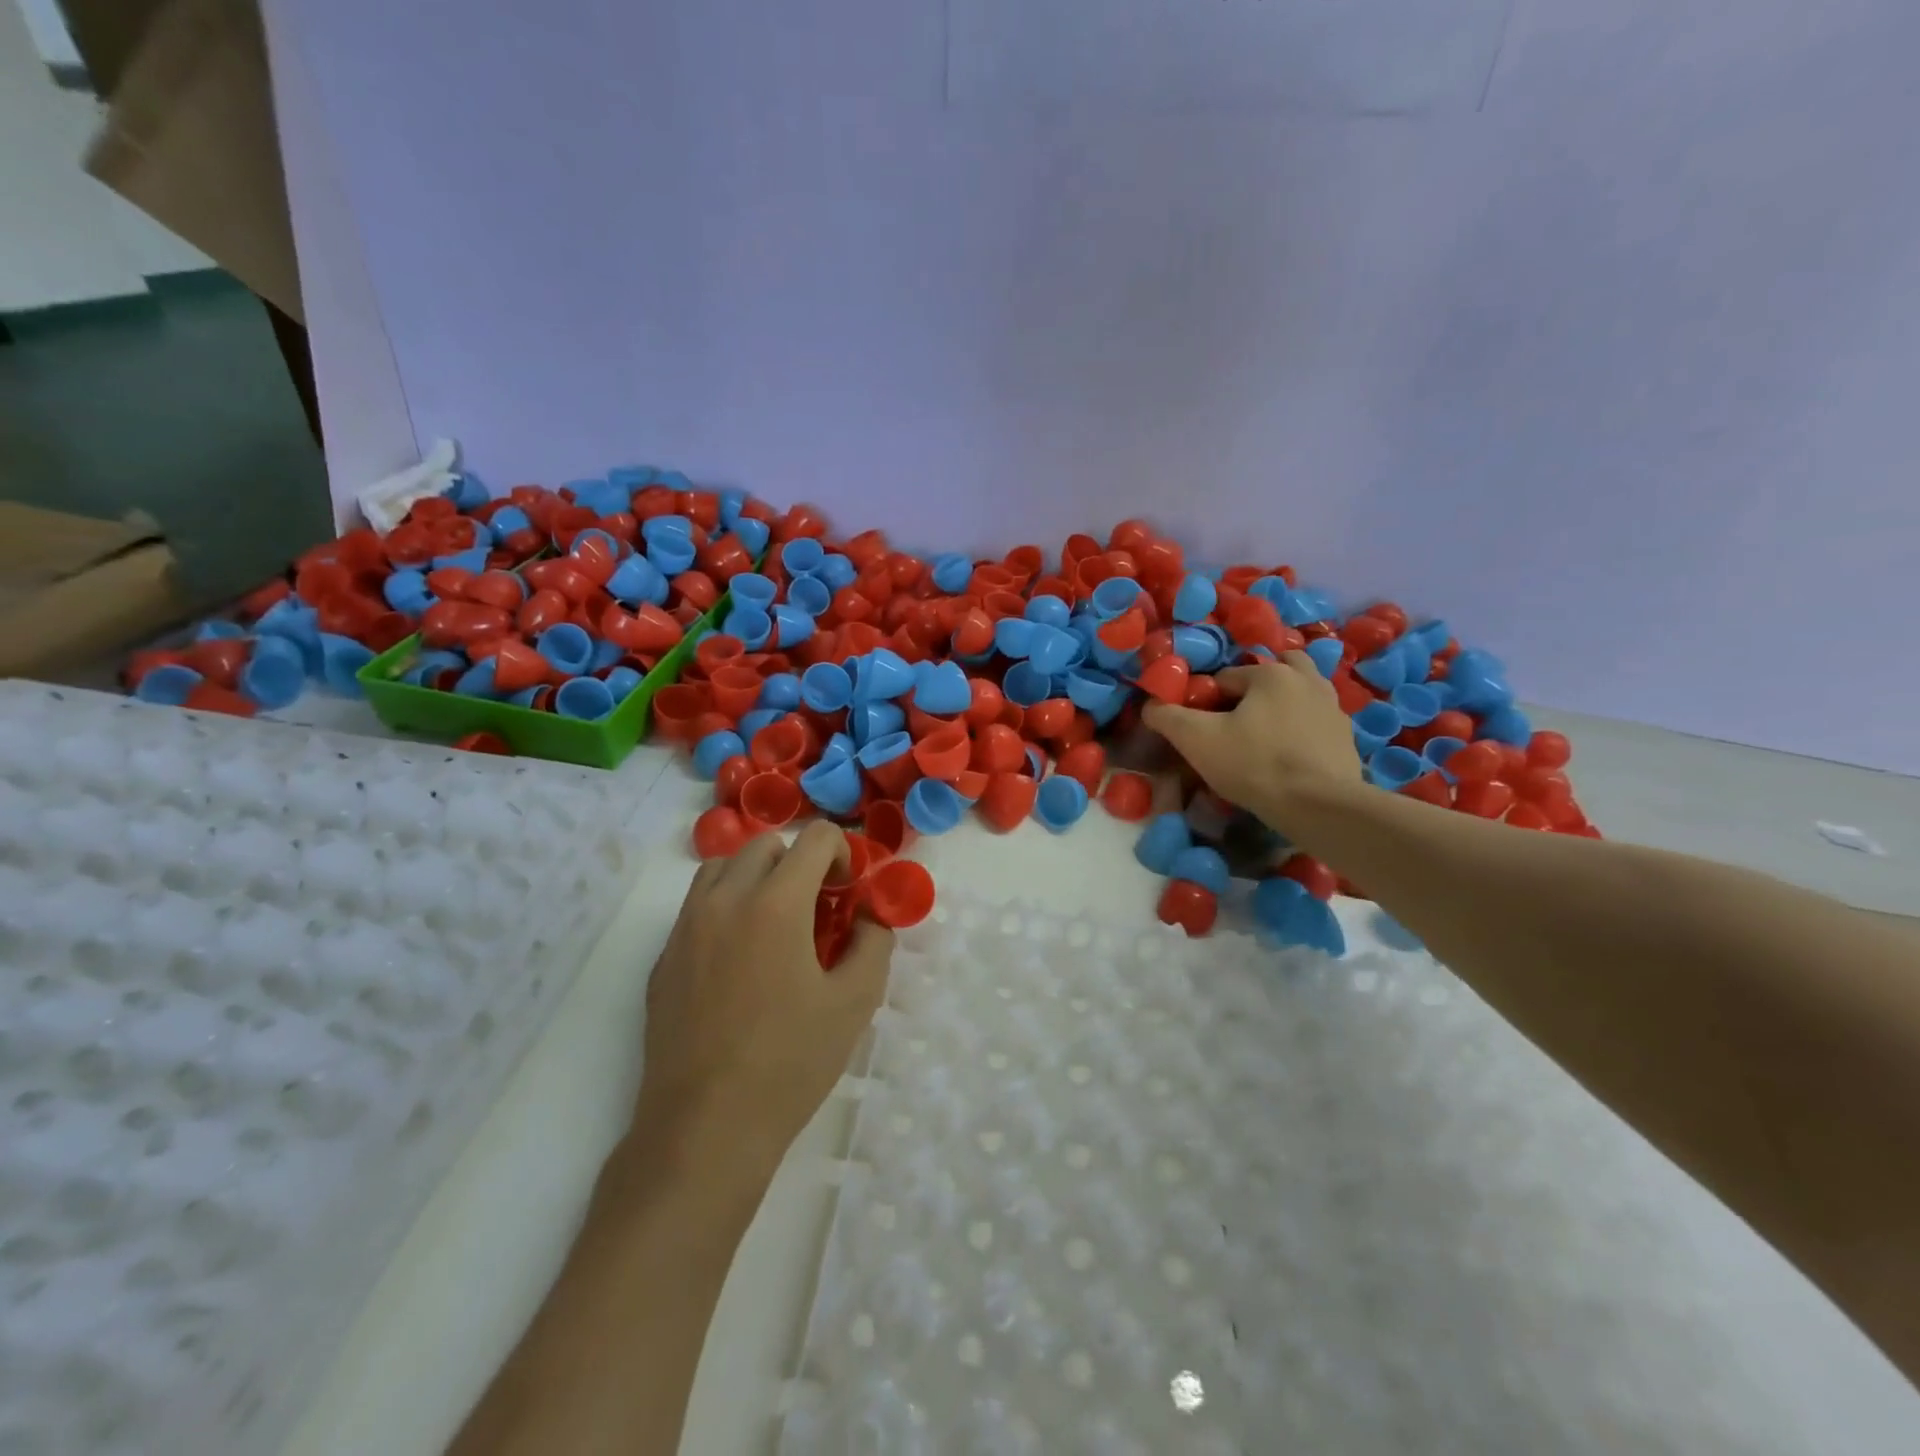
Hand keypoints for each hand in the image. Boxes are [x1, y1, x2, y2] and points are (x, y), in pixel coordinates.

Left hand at [631, 821, 893, 1177]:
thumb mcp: (855, 1002)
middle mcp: (725, 900)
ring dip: (756, 878)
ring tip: (775, 926)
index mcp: (775, 904)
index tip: (847, 893)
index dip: (842, 853)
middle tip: (817, 910)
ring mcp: (686, 928)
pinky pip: (697, 907)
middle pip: (766, 846)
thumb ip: (873, 943)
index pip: (814, 838)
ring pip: (723, 868)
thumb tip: (868, 917)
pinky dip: (725, 909)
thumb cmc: (790, 1062)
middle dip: (800, 865)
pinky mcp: (664, 958)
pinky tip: (740, 963)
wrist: (705, 1127)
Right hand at [1142, 654, 1362, 827]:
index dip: (1208, 702)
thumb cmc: (1254, 764)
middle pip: (1273, 672)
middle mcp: (1307, 680)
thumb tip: (1150, 705)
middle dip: (1254, 690)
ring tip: (1263, 733)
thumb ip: (1167, 717)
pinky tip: (1288, 754)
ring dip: (1281, 704)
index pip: (1225, 678)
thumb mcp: (1196, 740)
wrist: (1319, 806)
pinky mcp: (1346, 738)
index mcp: (1271, 674)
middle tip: (1238, 721)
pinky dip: (1301, 729)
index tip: (1202, 730)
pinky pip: (1315, 721)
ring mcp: (1333, 708)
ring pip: (1300, 693)